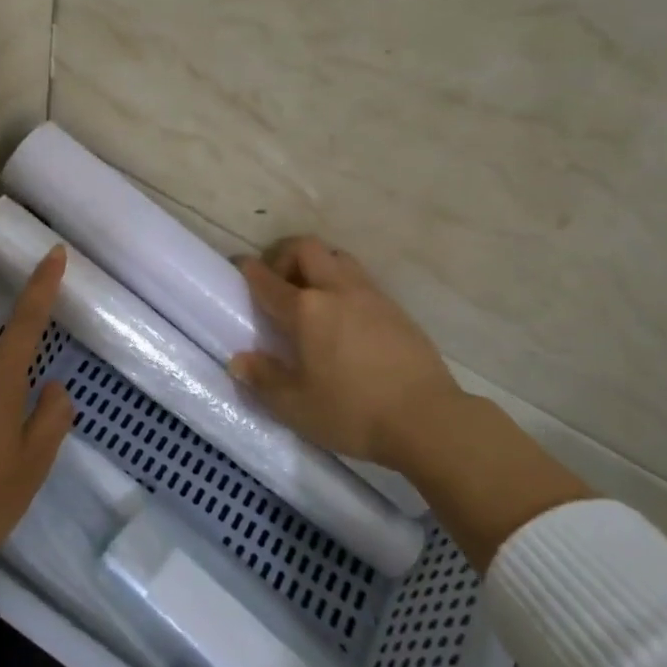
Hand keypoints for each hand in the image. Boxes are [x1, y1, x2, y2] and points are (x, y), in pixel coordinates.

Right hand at [230, 236, 464, 473]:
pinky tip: (343, 316)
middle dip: (284, 255)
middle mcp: (337, 290)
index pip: (267, 280)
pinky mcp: (396, 308)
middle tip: (277, 281)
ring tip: (311, 295)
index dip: (248, 270)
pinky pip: (360, 278)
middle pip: (306, 248)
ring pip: (337, 257)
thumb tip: (238, 361)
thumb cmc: (353, 412)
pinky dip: (342, 283)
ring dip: (317, 265)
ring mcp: (370, 295)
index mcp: (306, 310)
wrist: (427, 418)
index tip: (238, 266)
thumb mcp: (296, 406)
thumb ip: (263, 379)